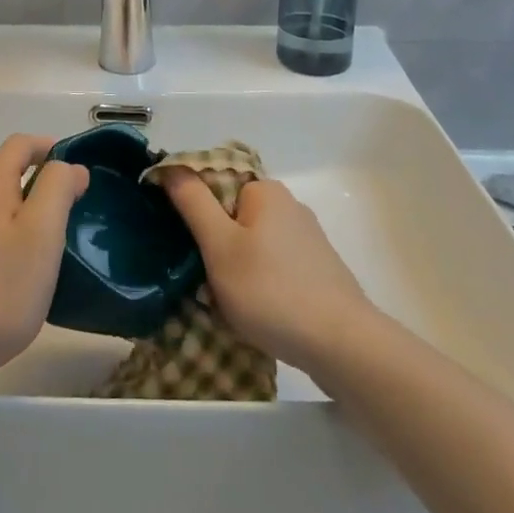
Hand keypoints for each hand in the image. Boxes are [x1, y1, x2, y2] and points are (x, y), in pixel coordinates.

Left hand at [0, 134, 87, 387]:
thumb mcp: (42, 232)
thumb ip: (58, 188)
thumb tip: (70, 168)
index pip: (21, 144)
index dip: (50, 147)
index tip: (78, 174)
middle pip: (9, 173)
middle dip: (43, 184)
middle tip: (73, 215)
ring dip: (28, 214)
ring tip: (52, 249)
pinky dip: (11, 239)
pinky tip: (21, 275)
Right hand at [162, 172, 375, 372]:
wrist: (343, 346)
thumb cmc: (271, 291)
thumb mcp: (220, 246)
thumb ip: (193, 203)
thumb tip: (171, 166)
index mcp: (265, 190)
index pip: (214, 186)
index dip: (194, 216)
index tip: (188, 250)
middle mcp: (289, 205)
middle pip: (233, 219)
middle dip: (216, 250)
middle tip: (208, 286)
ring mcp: (308, 239)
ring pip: (252, 248)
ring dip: (236, 273)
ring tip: (233, 308)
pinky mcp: (319, 270)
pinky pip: (274, 269)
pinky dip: (261, 287)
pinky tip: (261, 317)